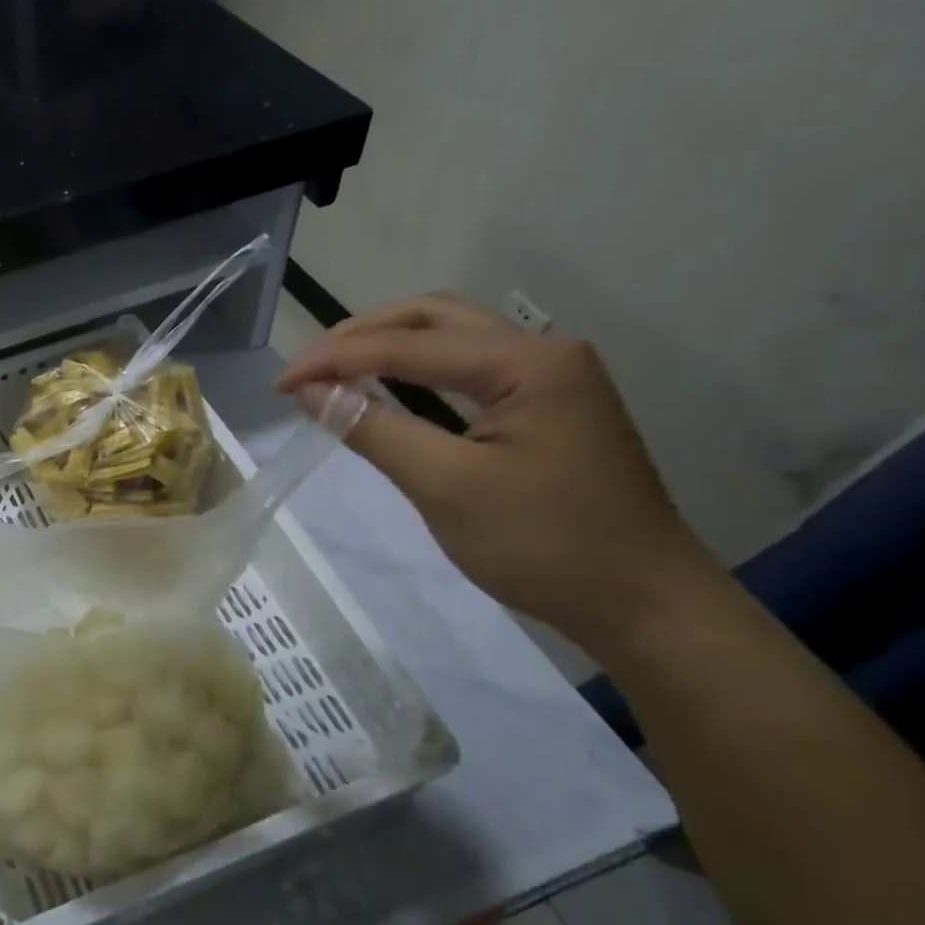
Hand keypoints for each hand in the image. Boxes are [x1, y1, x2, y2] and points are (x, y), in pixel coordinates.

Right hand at [278, 294, 720, 651]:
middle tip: (306, 369)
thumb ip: (372, 428)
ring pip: (450, 338)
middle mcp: (542, 352)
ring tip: (333, 373)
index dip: (335, 360)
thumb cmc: (544, 545)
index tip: (279, 386)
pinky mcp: (545, 406)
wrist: (644, 605)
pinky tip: (384, 390)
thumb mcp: (445, 486)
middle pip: (432, 318)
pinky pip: (465, 369)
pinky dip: (414, 372)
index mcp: (527, 362)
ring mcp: (549, 378)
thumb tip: (309, 391)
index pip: (407, 344)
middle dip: (359, 336)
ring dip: (386, 347)